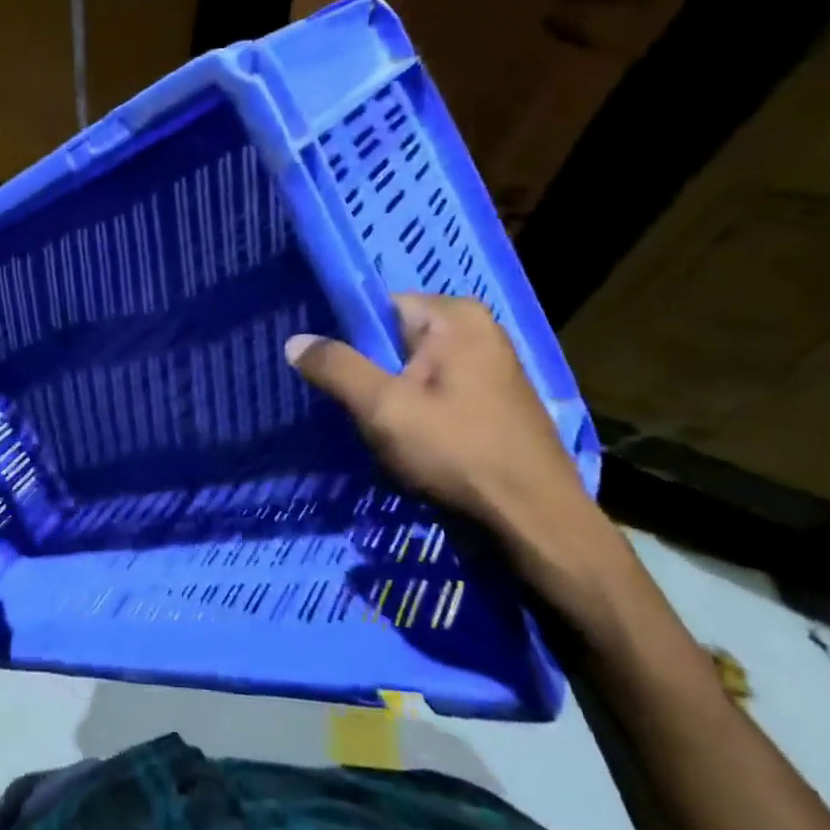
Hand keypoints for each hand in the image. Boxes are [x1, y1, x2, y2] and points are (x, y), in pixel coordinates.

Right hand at [286, 294, 632, 626]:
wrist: (535, 521)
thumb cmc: (458, 452)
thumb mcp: (384, 408)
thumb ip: (336, 368)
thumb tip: (294, 340)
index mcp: (456, 316)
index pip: (379, 308)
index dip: (347, 338)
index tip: (328, 372)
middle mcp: (478, 330)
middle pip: (395, 340)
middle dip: (369, 372)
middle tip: (350, 406)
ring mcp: (491, 366)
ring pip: (414, 371)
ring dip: (390, 397)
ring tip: (375, 427)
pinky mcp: (494, 401)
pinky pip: (436, 392)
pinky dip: (416, 411)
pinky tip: (407, 442)